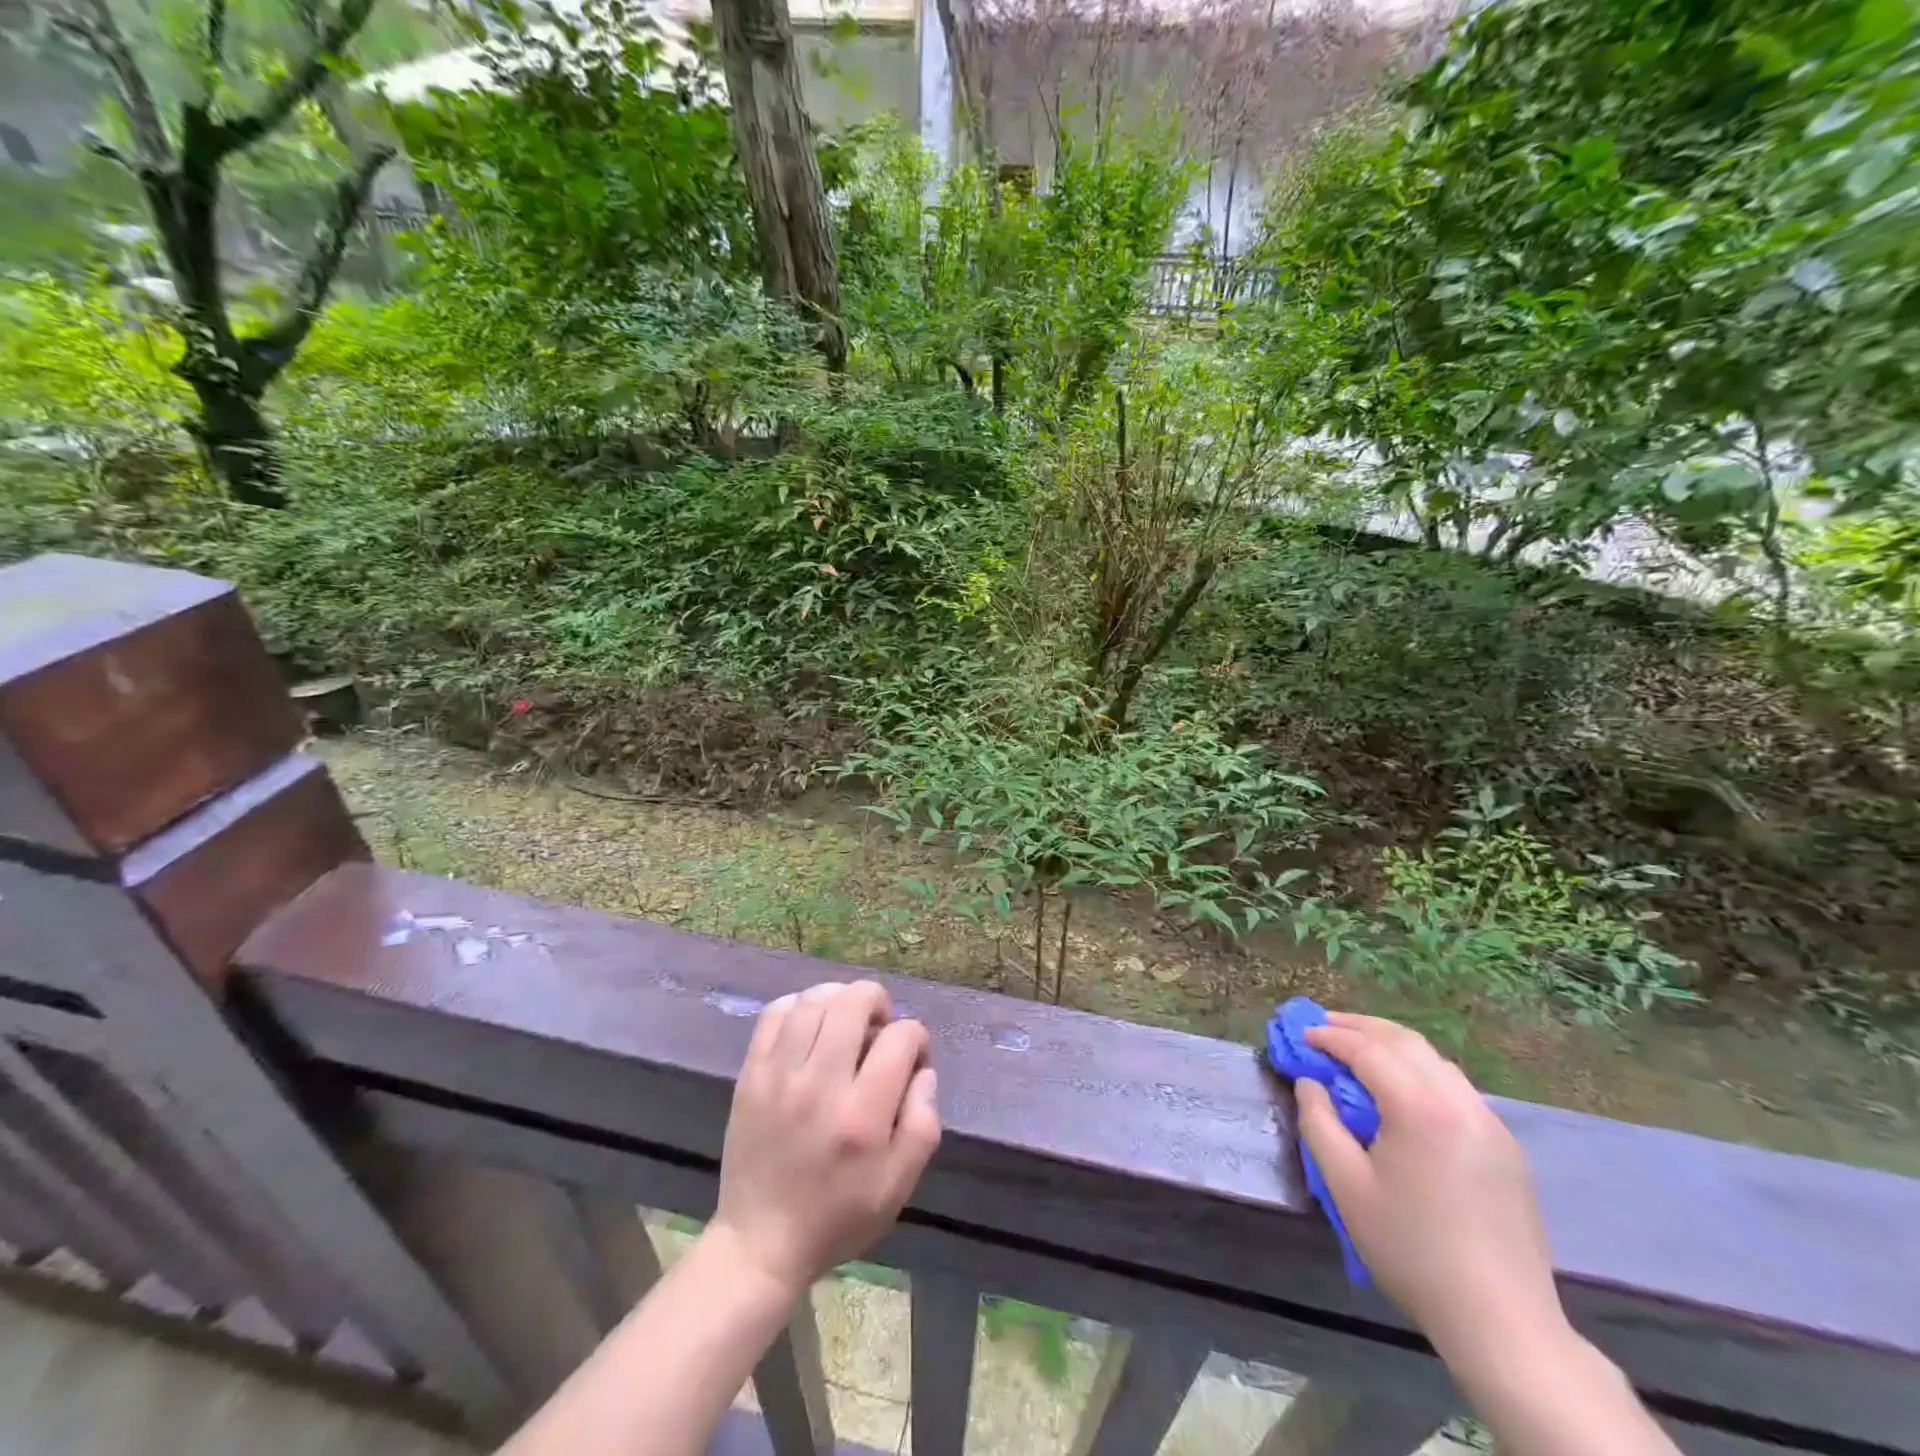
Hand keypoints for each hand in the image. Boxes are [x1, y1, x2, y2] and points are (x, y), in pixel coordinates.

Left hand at [711, 981, 940, 1297]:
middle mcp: (820, 1085)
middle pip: (854, 1002)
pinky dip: (799, 1005)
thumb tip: (923, 1069)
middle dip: (878, 1002)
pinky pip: (775, 1013)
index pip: (900, 1038)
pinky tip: (810, 1024)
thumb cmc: (839, 1215)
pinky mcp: (751, 1074)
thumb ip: (923, 1122)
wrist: (761, 1243)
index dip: (916, 1037)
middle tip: (879, 1027)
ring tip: (846, 1020)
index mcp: (862, 1116)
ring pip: (814, 1000)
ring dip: (839, 998)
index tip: (912, 1057)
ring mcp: (780, 1076)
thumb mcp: (899, 1184)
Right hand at [1294, 1013, 1568, 1370]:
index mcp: (1421, 1109)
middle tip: (1323, 1026)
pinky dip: (1419, 1071)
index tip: (1300, 1035)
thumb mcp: (1345, 1186)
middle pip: (1405, 1041)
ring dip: (1391, 1045)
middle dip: (1359, 1027)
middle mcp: (1460, 1103)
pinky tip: (1401, 1090)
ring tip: (1357, 1051)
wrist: (1504, 1325)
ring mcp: (1490, 1124)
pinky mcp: (1505, 1147)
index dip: (1329, 1037)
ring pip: (1435, 1060)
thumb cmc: (1412, 1251)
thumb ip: (1319, 1122)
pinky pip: (1455, 1087)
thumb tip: (1310, 1083)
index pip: (1367, 1050)